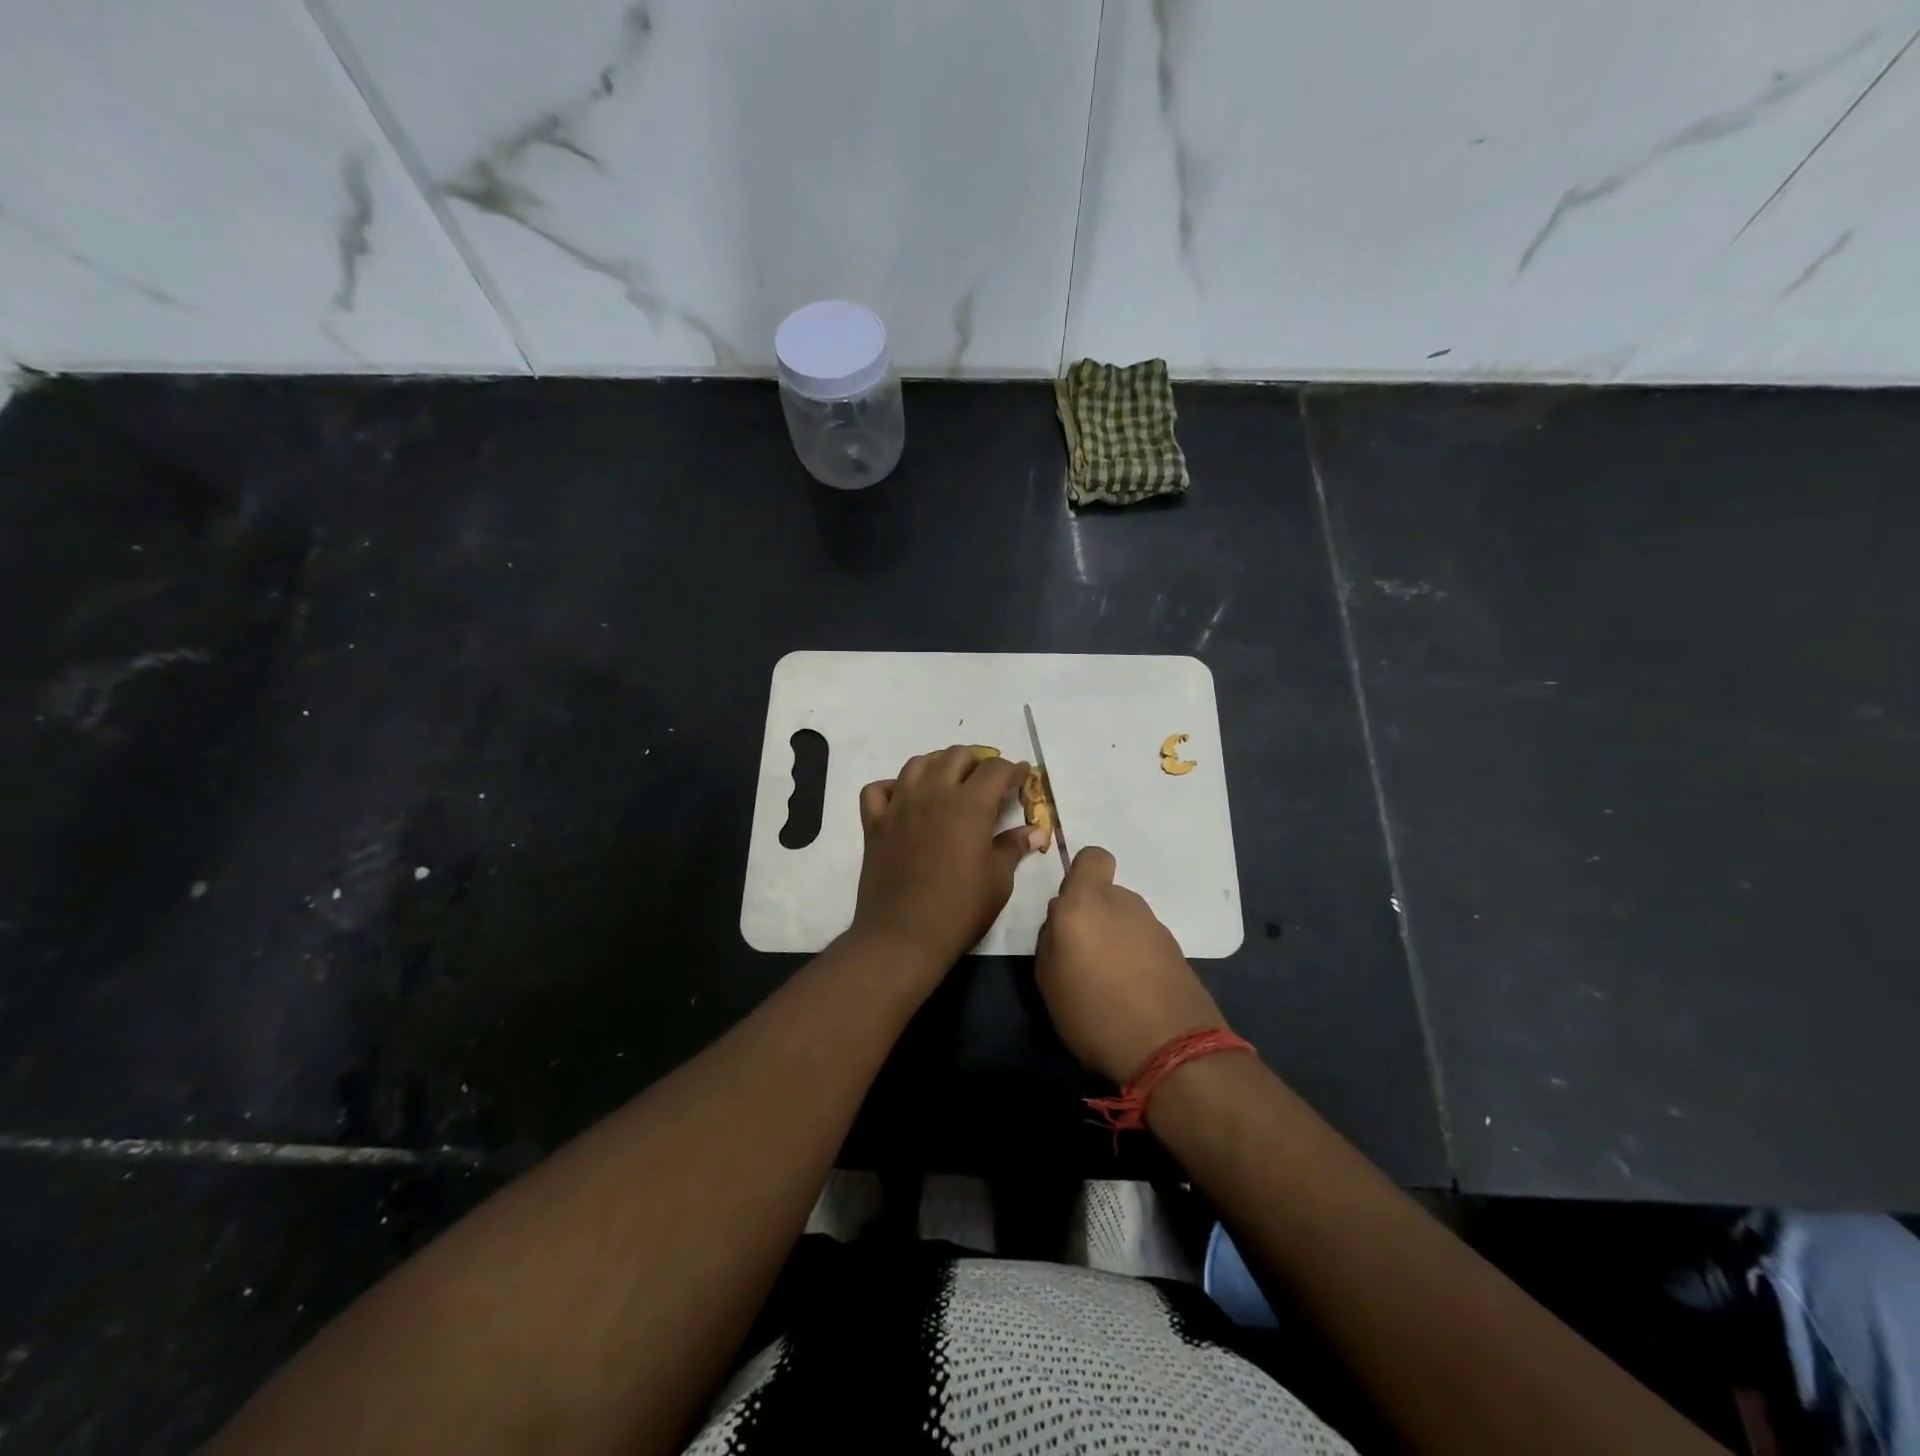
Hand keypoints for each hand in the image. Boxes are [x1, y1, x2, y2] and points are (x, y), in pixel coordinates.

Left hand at [850, 746, 1041, 974]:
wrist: (902, 937)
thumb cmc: (959, 910)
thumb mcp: (997, 880)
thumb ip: (1013, 847)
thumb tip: (1035, 831)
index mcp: (968, 805)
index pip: (995, 770)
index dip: (1013, 770)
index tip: (1022, 776)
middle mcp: (932, 794)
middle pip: (955, 755)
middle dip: (977, 762)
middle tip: (988, 782)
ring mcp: (899, 806)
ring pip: (917, 763)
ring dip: (938, 765)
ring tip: (950, 783)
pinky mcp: (874, 824)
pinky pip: (878, 790)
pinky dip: (893, 787)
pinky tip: (905, 800)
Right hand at [1035, 846, 1229, 1083]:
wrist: (1170, 1047)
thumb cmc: (1094, 1011)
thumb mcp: (1048, 980)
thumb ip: (1051, 939)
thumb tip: (1062, 923)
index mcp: (1085, 902)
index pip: (1092, 858)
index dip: (1082, 875)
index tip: (1072, 907)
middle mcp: (1122, 903)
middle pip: (1105, 895)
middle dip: (1094, 917)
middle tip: (1083, 957)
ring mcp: (1153, 926)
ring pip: (1125, 920)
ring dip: (1115, 939)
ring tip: (1108, 982)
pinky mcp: (1176, 950)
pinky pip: (1144, 943)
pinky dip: (1137, 959)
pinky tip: (1132, 994)